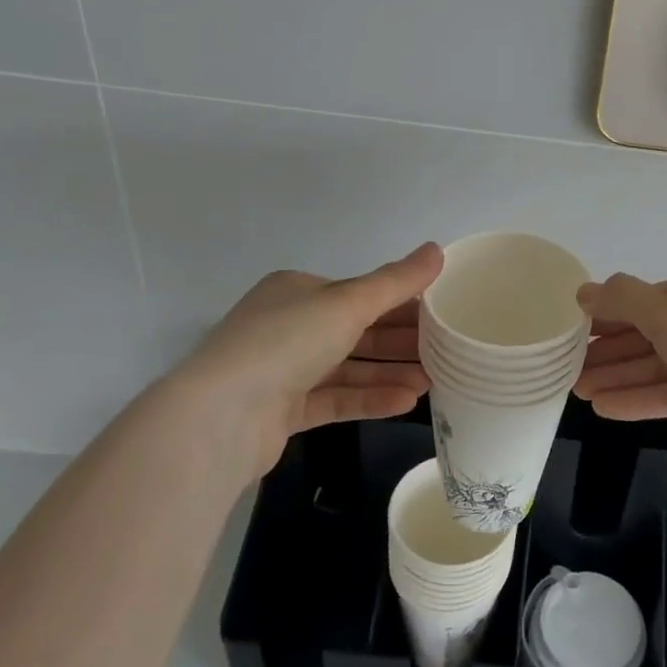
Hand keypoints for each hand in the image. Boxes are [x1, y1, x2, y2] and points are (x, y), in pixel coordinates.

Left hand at [171, 243, 443, 482]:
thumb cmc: (285, 342)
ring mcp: (284, 371)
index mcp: (298, 292)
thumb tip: (438, 249)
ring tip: (434, 380)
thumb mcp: (347, 303)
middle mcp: (289, 326)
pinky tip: (406, 402)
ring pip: (350, 368)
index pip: (360, 293)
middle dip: (401, 341)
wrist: (219, 417)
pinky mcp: (284, 411)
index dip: (402, 301)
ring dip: (391, 372)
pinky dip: (369, 399)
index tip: (442, 313)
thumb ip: (396, 282)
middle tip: (447, 350)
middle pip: (358, 331)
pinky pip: (336, 399)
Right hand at [574, 264, 666, 473]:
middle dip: (615, 350)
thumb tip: (585, 291)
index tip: (578, 329)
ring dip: (623, 377)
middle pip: (660, 332)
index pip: (658, 295)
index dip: (616, 311)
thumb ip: (624, 300)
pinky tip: (607, 408)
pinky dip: (645, 399)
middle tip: (571, 366)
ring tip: (579, 391)